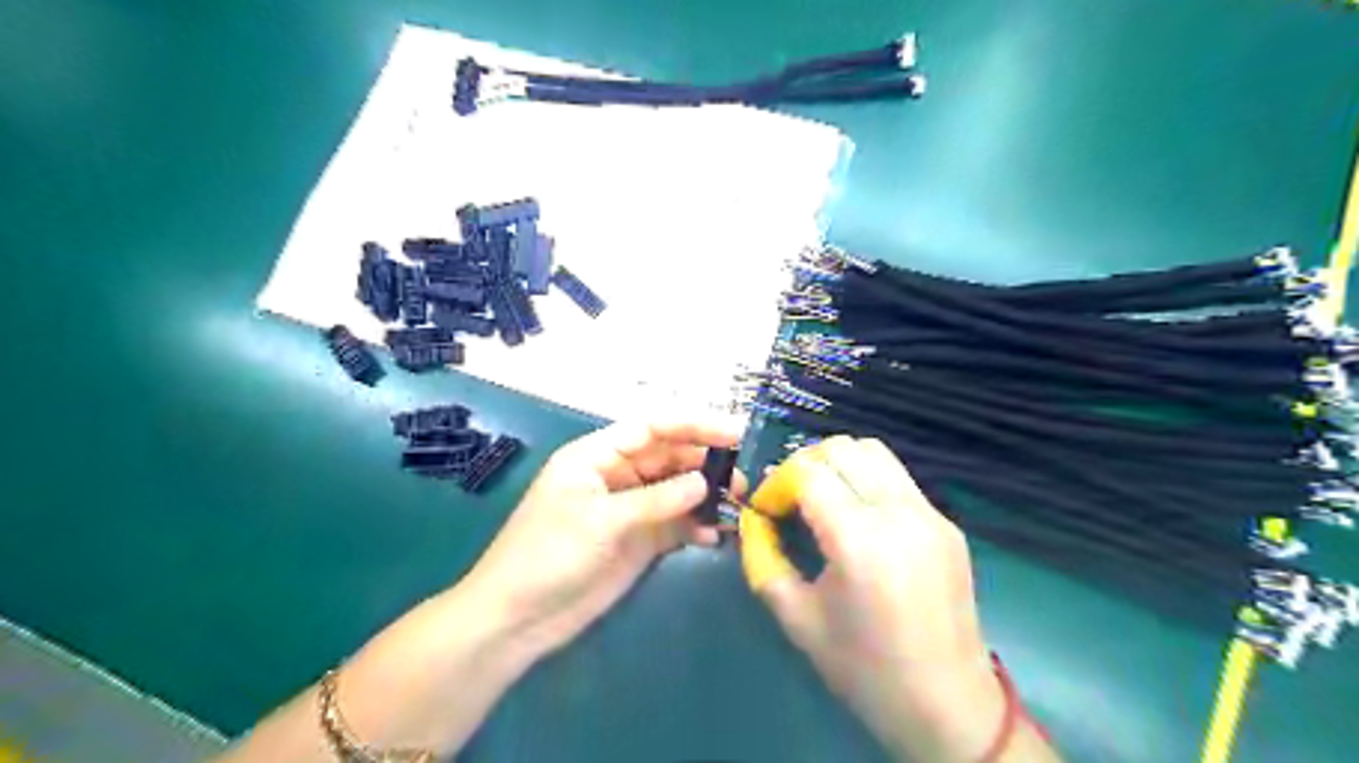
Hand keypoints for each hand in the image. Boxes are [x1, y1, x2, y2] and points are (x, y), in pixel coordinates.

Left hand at [461, 417, 747, 665]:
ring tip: (738, 506)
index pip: (651, 428)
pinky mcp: (640, 542)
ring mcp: (630, 510)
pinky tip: (716, 536)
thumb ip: (656, 500)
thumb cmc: (548, 555)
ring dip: (706, 496)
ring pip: (677, 491)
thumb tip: (704, 483)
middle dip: (705, 464)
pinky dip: (696, 527)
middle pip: (669, 457)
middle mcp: (618, 476)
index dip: (692, 426)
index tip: (734, 433)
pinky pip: (676, 525)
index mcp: (597, 456)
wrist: (518, 618)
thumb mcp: (601, 520)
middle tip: (743, 479)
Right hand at [741, 434, 1018, 761]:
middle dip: (804, 465)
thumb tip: (752, 519)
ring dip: (838, 463)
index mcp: (858, 540)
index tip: (767, 510)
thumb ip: (763, 558)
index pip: (808, 473)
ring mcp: (929, 514)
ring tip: (822, 499)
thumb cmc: (864, 669)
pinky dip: (866, 479)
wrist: (947, 705)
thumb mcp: (796, 618)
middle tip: (790, 500)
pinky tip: (858, 518)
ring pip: (874, 451)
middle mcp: (898, 512)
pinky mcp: (946, 523)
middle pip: (842, 448)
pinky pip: (897, 478)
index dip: (778, 484)